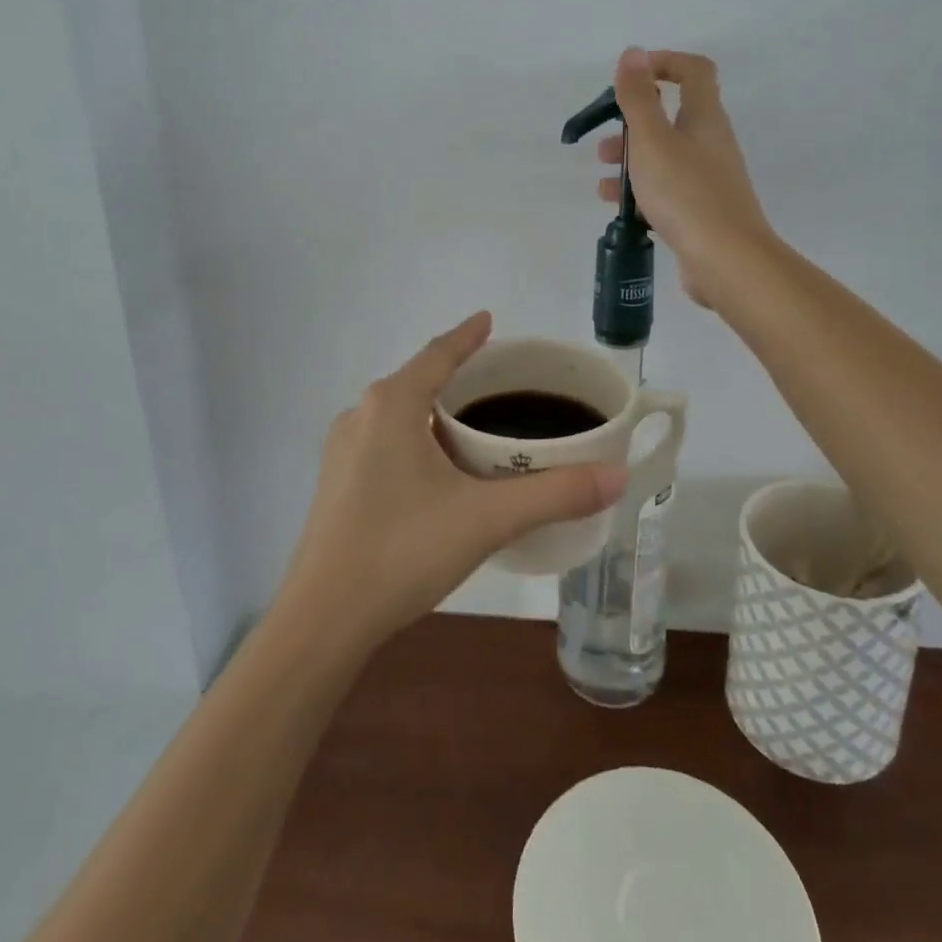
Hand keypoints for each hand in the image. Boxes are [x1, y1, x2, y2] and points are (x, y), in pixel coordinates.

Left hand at [278, 312, 629, 650]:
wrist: (323, 620)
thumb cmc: (403, 551)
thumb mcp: (487, 519)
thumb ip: (555, 494)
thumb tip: (618, 476)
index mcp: (392, 404)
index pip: (438, 354)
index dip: (467, 336)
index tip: (489, 320)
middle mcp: (361, 415)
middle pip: (418, 380)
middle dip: (457, 375)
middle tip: (500, 382)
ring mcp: (342, 450)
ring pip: (399, 413)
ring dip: (435, 410)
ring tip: (475, 425)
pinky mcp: (336, 483)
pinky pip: (384, 441)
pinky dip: (416, 438)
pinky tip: (437, 470)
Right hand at [598, 47, 775, 308]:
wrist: (726, 260)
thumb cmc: (685, 193)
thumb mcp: (652, 140)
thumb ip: (639, 97)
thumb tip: (634, 52)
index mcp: (704, 118)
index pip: (694, 71)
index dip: (664, 63)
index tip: (630, 78)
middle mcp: (711, 143)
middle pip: (672, 117)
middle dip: (634, 124)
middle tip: (605, 141)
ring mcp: (708, 180)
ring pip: (665, 157)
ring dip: (632, 160)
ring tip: (602, 176)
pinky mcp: (701, 212)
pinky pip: (666, 190)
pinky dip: (641, 191)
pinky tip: (617, 207)